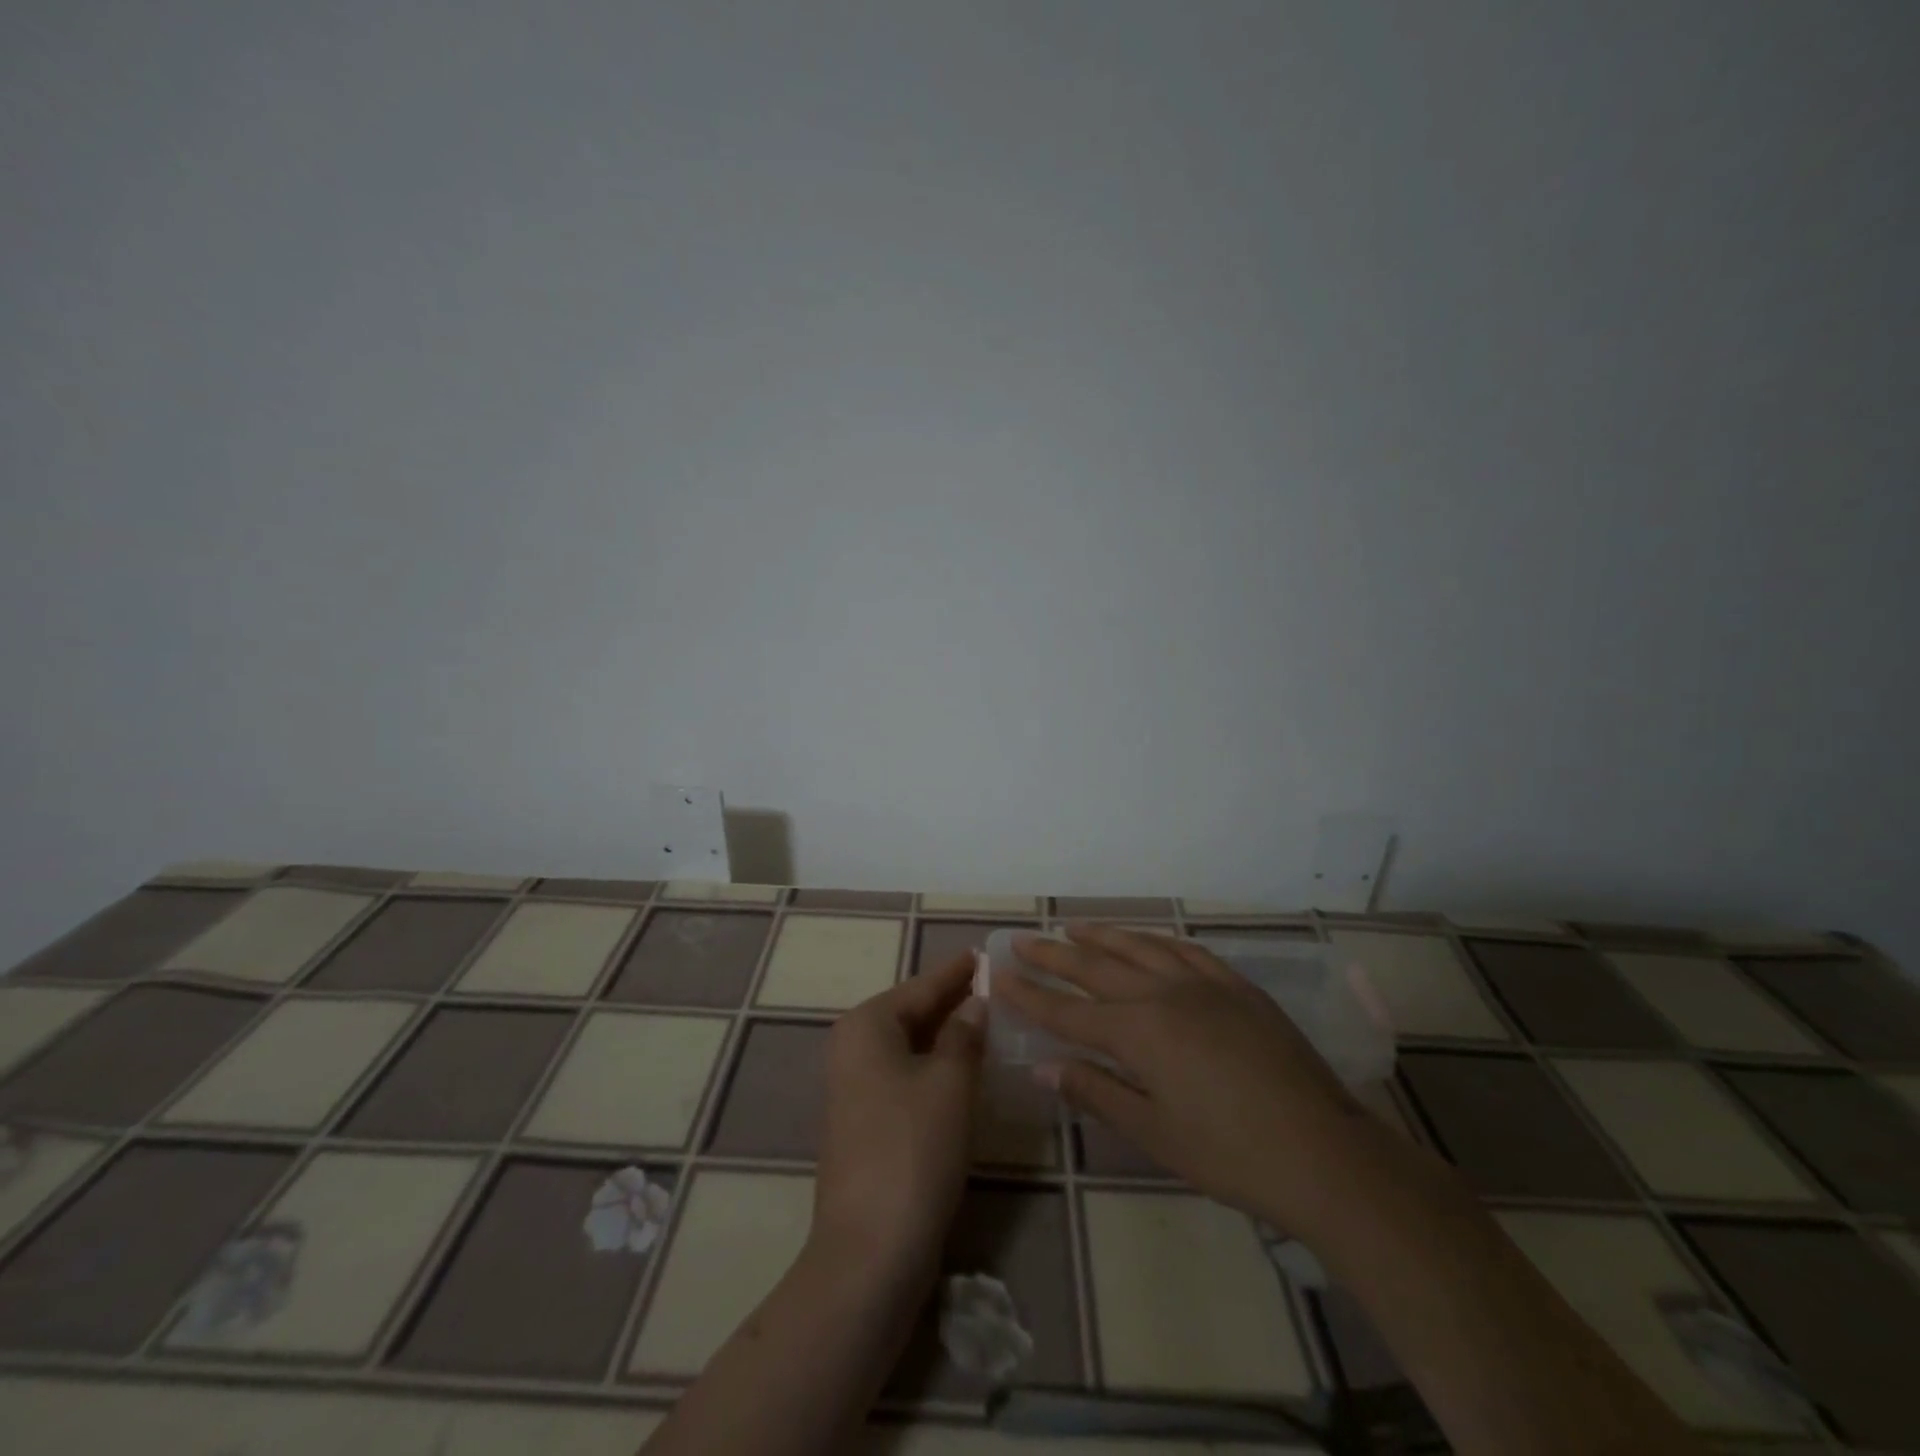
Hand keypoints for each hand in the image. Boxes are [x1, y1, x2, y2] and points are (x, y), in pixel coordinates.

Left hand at [813, 952, 984, 1275]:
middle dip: (952, 1001)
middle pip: (912, 1012)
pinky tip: (965, 1068)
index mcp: (867, 1025)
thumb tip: (975, 1004)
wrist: (871, 1250)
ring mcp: (855, 1087)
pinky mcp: (866, 1122)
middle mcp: (853, 1047)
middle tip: (995, 986)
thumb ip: (965, 1034)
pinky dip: (935, 1065)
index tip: (982, 953)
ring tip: (988, 1020)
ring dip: (947, 1035)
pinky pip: (906, 1075)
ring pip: (910, 1046)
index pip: (922, 986)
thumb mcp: (950, 1083)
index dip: (956, 971)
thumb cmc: (913, 1148)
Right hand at [996, 926, 1383, 1238]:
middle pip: (1096, 967)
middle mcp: (1164, 994)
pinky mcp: (1237, 987)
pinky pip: (1186, 950)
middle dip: (1054, 954)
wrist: (1324, 1152)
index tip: (998, 975)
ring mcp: (1203, 985)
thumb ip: (1097, 1091)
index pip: (1068, 1010)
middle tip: (1022, 939)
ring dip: (1102, 936)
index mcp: (1139, 1032)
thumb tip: (1045, 1066)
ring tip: (1074, 926)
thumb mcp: (1154, 1133)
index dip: (1030, 995)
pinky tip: (1146, 941)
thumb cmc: (1231, 1154)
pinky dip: (1156, 941)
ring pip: (1140, 947)